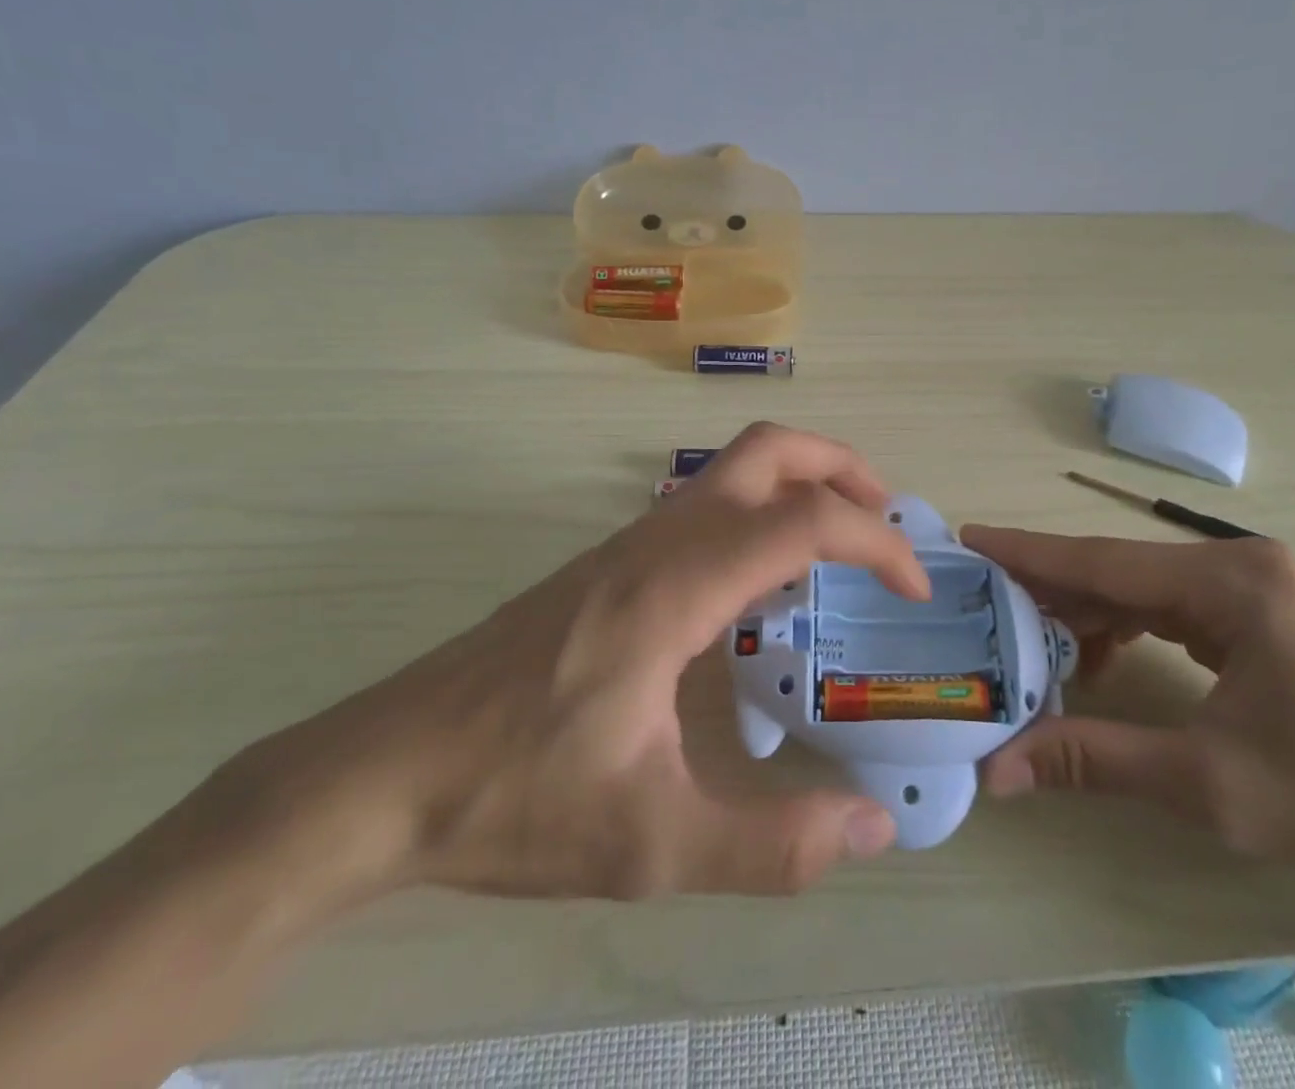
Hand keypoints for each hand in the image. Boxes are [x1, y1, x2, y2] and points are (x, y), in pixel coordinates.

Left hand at [205, 423, 924, 904]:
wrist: (379, 776)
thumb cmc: (514, 799)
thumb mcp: (652, 845)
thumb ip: (770, 845)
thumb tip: (874, 830)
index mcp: (678, 585)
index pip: (804, 520)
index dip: (877, 543)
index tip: (915, 588)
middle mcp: (658, 540)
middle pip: (768, 450)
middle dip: (842, 468)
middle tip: (889, 523)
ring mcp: (628, 544)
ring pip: (732, 470)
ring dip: (800, 487)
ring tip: (839, 554)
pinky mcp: (608, 564)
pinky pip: (704, 506)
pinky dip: (759, 515)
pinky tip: (760, 591)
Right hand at [959, 528, 1294, 908]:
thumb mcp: (1209, 783)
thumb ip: (1094, 759)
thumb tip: (998, 769)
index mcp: (1232, 583)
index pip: (1103, 560)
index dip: (1029, 553)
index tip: (970, 538)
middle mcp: (1240, 566)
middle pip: (1120, 570)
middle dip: (1049, 587)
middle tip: (981, 598)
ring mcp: (1256, 588)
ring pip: (1143, 588)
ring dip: (1087, 613)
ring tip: (1028, 641)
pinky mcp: (1264, 616)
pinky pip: (1173, 609)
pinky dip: (1127, 628)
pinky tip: (1096, 659)